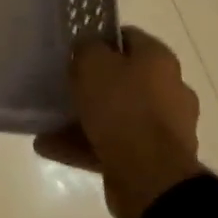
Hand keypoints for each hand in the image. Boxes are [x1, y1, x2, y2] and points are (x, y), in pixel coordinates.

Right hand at [34, 26, 203, 217]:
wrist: (151, 178)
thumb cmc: (122, 107)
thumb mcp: (93, 62)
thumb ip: (87, 47)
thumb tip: (87, 48)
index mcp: (159, 61)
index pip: (128, 38)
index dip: (100, 39)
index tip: (75, 49)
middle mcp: (169, 90)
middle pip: (123, 78)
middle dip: (92, 83)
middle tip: (63, 84)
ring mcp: (164, 129)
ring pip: (117, 115)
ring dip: (84, 118)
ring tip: (48, 122)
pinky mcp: (153, 161)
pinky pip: (113, 145)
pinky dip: (84, 145)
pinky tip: (50, 147)